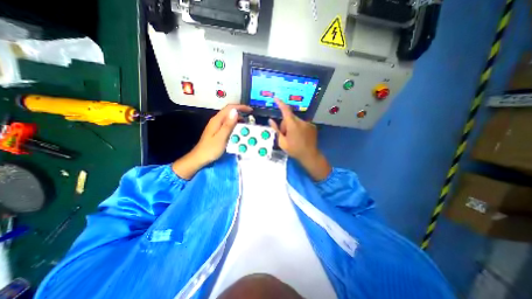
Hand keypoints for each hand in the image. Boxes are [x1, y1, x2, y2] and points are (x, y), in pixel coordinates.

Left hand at [173, 104, 251, 178]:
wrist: (199, 158)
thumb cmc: (211, 149)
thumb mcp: (221, 137)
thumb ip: (228, 124)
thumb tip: (235, 111)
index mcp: (217, 120)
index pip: (229, 108)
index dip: (240, 107)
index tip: (250, 110)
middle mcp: (216, 120)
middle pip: (229, 112)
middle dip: (241, 113)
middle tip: (250, 119)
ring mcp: (216, 125)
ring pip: (229, 118)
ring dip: (238, 120)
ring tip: (246, 126)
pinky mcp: (217, 131)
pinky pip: (228, 124)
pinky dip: (235, 125)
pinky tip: (239, 131)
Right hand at [269, 100, 330, 180]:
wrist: (310, 155)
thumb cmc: (294, 150)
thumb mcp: (282, 142)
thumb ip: (276, 130)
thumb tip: (270, 120)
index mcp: (292, 124)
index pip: (285, 110)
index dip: (280, 103)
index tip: (275, 98)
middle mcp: (301, 121)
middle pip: (290, 117)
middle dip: (285, 124)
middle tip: (285, 135)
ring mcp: (308, 123)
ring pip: (296, 121)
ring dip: (292, 126)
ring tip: (293, 137)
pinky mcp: (312, 126)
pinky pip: (302, 124)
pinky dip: (299, 128)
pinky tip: (300, 137)